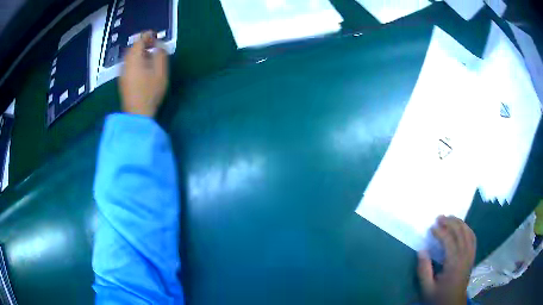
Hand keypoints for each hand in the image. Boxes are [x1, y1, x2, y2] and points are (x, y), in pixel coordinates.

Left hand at [120, 31, 167, 116]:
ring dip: (138, 52)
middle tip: (153, 43)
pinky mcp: (122, 80)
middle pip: (132, 48)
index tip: (155, 35)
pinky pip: (128, 64)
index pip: (139, 41)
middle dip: (142, 43)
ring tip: (148, 54)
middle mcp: (125, 63)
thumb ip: (160, 54)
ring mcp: (122, 72)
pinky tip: (142, 66)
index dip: (147, 35)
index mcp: (134, 58)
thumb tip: (158, 44)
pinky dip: (135, 60)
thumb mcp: (160, 71)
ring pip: (129, 56)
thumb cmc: (150, 91)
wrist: (137, 113)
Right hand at [417, 216, 475, 304]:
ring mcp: (470, 255)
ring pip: (468, 232)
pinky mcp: (472, 257)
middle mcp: (465, 256)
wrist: (453, 304)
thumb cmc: (439, 297)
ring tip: (450, 218)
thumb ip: (424, 270)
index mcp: (454, 264)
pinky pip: (473, 238)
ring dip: (459, 223)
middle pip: (460, 232)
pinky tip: (462, 227)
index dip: (440, 232)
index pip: (449, 241)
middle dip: (450, 222)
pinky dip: (467, 229)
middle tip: (440, 217)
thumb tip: (422, 250)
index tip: (431, 227)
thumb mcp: (427, 288)